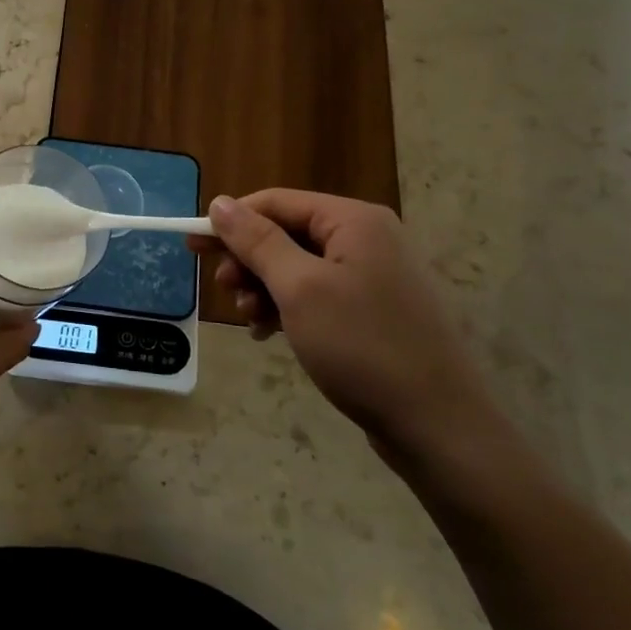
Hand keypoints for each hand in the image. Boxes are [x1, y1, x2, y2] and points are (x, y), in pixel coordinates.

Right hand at [202, 191, 500, 460]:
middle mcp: (367, 238)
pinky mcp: (373, 311)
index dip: (231, 221)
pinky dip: (287, 308)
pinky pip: (316, 294)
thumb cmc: (362, 347)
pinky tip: (269, 334)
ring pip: (297, 267)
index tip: (192, 247)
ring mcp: (373, 276)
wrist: (438, 426)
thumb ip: (257, 241)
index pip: (276, 202)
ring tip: (248, 320)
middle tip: (222, 290)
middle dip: (248, 260)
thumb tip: (220, 203)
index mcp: (353, 221)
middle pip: (286, 233)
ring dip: (264, 288)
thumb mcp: (299, 289)